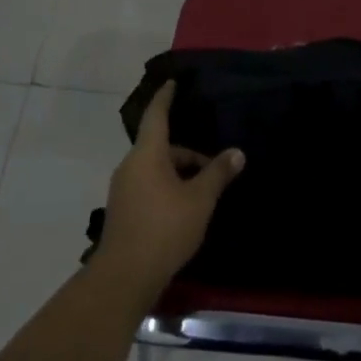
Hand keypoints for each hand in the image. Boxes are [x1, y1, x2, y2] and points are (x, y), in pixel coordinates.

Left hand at [96, 82, 244, 299]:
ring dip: (179, 173)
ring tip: (204, 192)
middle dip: (188, 154)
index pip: (156, 115)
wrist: (124, 277)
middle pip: (161, 147)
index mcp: (147, 154)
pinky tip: (185, 209)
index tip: (172, 83)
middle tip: (215, 168)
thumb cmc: (164, 228)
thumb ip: (218, 173)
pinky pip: (148, 186)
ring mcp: (123, 189)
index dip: (165, 97)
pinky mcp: (123, 211)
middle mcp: (130, 165)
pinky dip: (167, 188)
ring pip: (155, 168)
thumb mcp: (200, 199)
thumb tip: (237, 152)